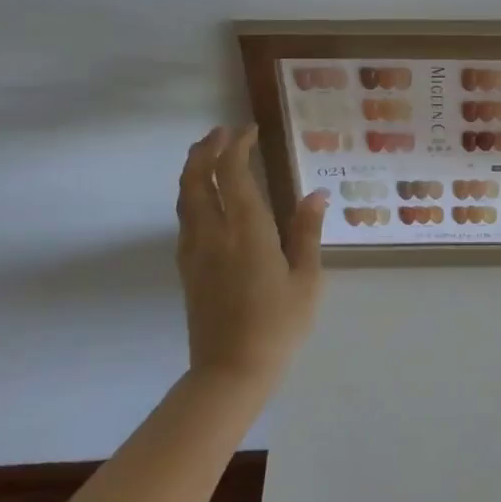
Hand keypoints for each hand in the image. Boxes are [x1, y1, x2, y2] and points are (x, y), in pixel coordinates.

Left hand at [176, 126, 328, 382]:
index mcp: (247, 230)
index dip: (238, 146)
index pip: (233, 173)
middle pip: (197, 178)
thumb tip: (315, 194)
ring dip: (195, 169)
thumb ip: (306, 232)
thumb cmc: (279, 324)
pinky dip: (192, 194)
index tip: (250, 130)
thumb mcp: (306, 278)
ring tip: (208, 154)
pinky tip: (206, 199)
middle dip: (206, 150)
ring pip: (186, 197)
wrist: (230, 371)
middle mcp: (213, 233)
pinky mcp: (187, 268)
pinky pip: (185, 218)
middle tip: (221, 132)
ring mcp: (195, 251)